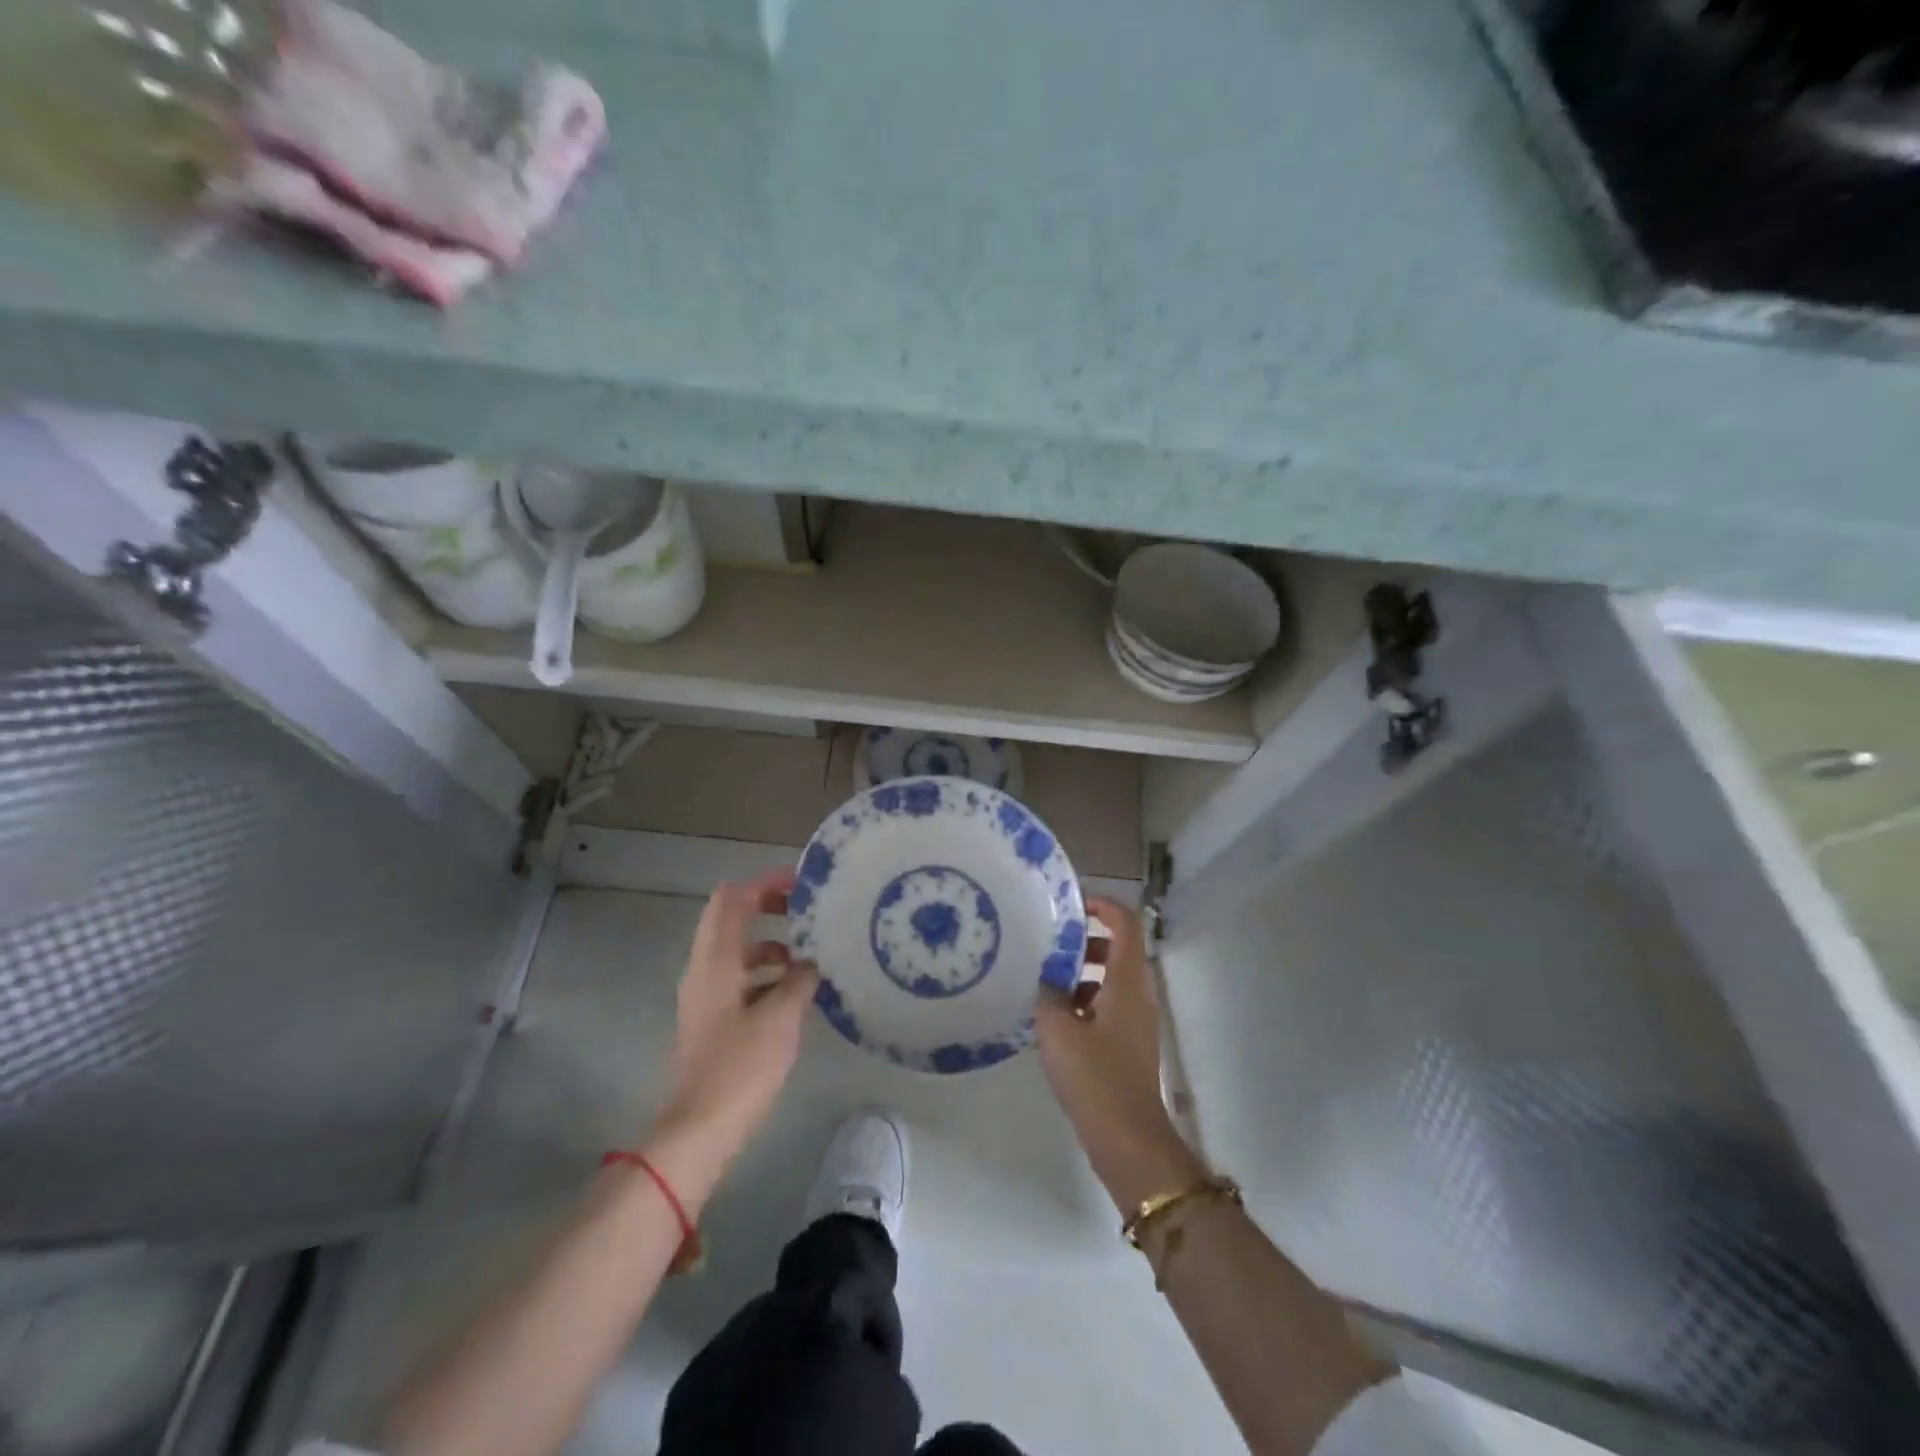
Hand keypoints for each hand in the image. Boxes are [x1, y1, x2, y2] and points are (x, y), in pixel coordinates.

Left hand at [642, 871, 818, 1209]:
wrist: (699, 1131)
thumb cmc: (740, 1068)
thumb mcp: (781, 1018)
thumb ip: (799, 981)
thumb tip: (811, 965)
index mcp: (715, 960)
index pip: (733, 898)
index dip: (766, 883)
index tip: (803, 883)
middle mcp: (704, 970)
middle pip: (733, 919)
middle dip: (770, 909)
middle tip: (809, 913)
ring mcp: (706, 996)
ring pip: (739, 952)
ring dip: (772, 946)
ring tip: (811, 959)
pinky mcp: (713, 1020)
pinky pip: (741, 980)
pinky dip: (767, 975)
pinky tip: (797, 994)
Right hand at [1036, 897, 1206, 1212]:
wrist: (1128, 1140)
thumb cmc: (1095, 1077)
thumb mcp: (1058, 1030)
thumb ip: (1048, 995)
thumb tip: (1046, 981)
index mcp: (1127, 982)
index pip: (1126, 924)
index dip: (1103, 905)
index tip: (1072, 904)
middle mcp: (1137, 995)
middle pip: (1120, 949)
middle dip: (1087, 940)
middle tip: (1051, 944)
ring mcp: (1135, 1022)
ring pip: (1112, 980)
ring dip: (1083, 973)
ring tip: (1045, 982)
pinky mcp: (1128, 1046)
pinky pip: (1108, 1006)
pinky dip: (1085, 1001)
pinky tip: (1054, 1020)